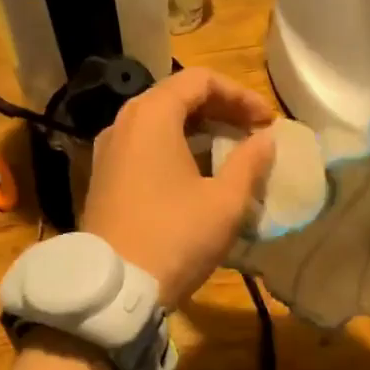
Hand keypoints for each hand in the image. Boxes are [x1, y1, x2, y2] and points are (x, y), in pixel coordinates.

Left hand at [82, 68, 276, 308]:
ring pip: (159, 123)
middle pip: (177, 97)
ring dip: (198, 131)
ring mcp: (108, 151)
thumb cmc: (175, 236)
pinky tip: (197, 175)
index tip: (266, 122)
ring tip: (230, 153)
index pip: (201, 80)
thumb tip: (265, 140)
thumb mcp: (225, 202)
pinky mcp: (103, 178)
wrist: (114, 288)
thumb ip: (250, 162)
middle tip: (252, 133)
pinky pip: (144, 147)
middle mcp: (124, 123)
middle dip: (220, 110)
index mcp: (152, 115)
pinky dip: (175, 149)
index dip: (240, 95)